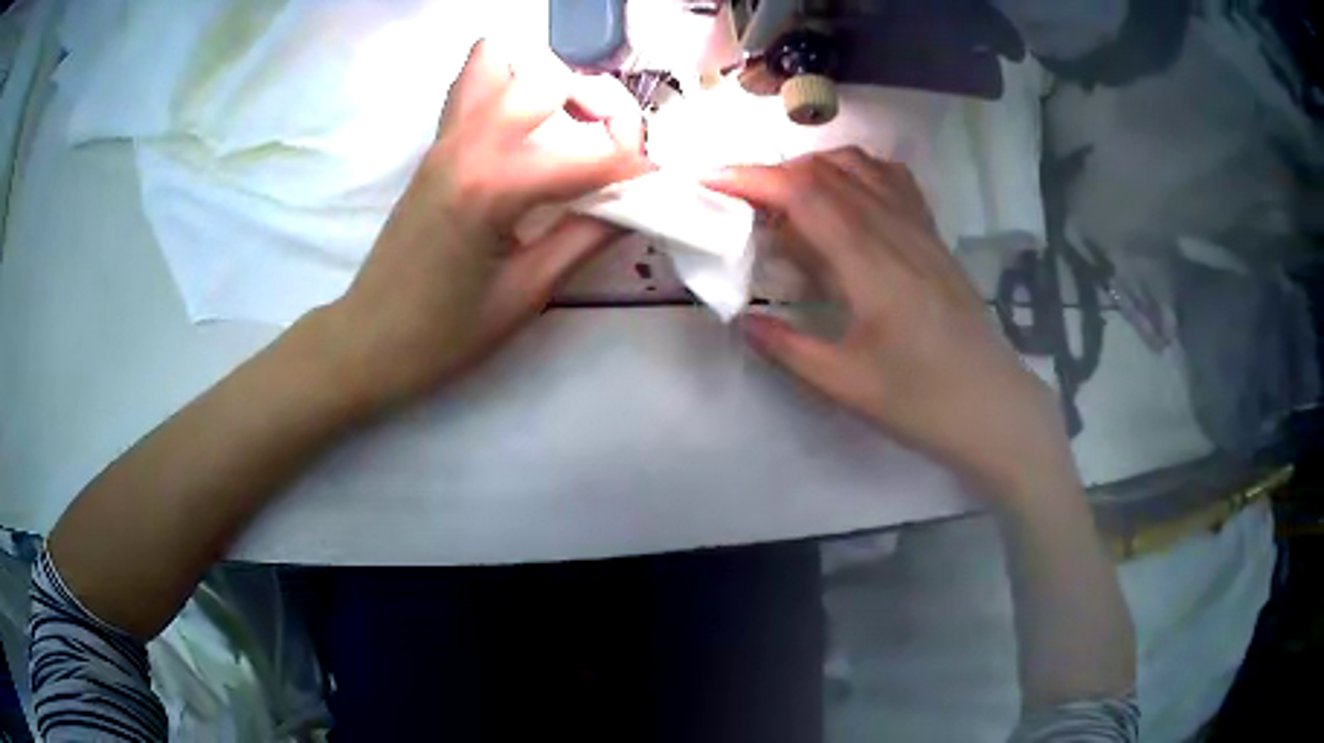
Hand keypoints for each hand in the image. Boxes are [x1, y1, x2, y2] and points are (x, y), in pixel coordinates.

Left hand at [316, 39, 648, 413]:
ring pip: (503, 62)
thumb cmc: (445, 334)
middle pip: (551, 81)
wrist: (370, 340)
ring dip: (547, 82)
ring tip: (566, 125)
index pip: (590, 150)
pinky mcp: (435, 145)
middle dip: (598, 106)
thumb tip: (637, 204)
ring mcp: (446, 138)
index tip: (652, 189)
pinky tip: (523, 127)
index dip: (635, 167)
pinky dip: (507, 82)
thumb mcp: (527, 294)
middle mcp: (469, 144)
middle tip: (609, 151)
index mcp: (494, 186)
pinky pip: (472, 83)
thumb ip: (587, 238)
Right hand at [706, 149, 1075, 502]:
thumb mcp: (846, 385)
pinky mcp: (935, 238)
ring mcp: (921, 229)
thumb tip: (742, 319)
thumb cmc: (923, 401)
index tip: (711, 180)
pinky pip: (894, 181)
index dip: (752, 178)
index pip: (805, 193)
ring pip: (862, 166)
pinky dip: (858, 172)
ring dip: (814, 168)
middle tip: (739, 200)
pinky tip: (846, 198)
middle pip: (828, 170)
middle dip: (773, 172)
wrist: (994, 408)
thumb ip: (788, 348)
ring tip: (787, 200)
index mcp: (871, 262)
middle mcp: (896, 229)